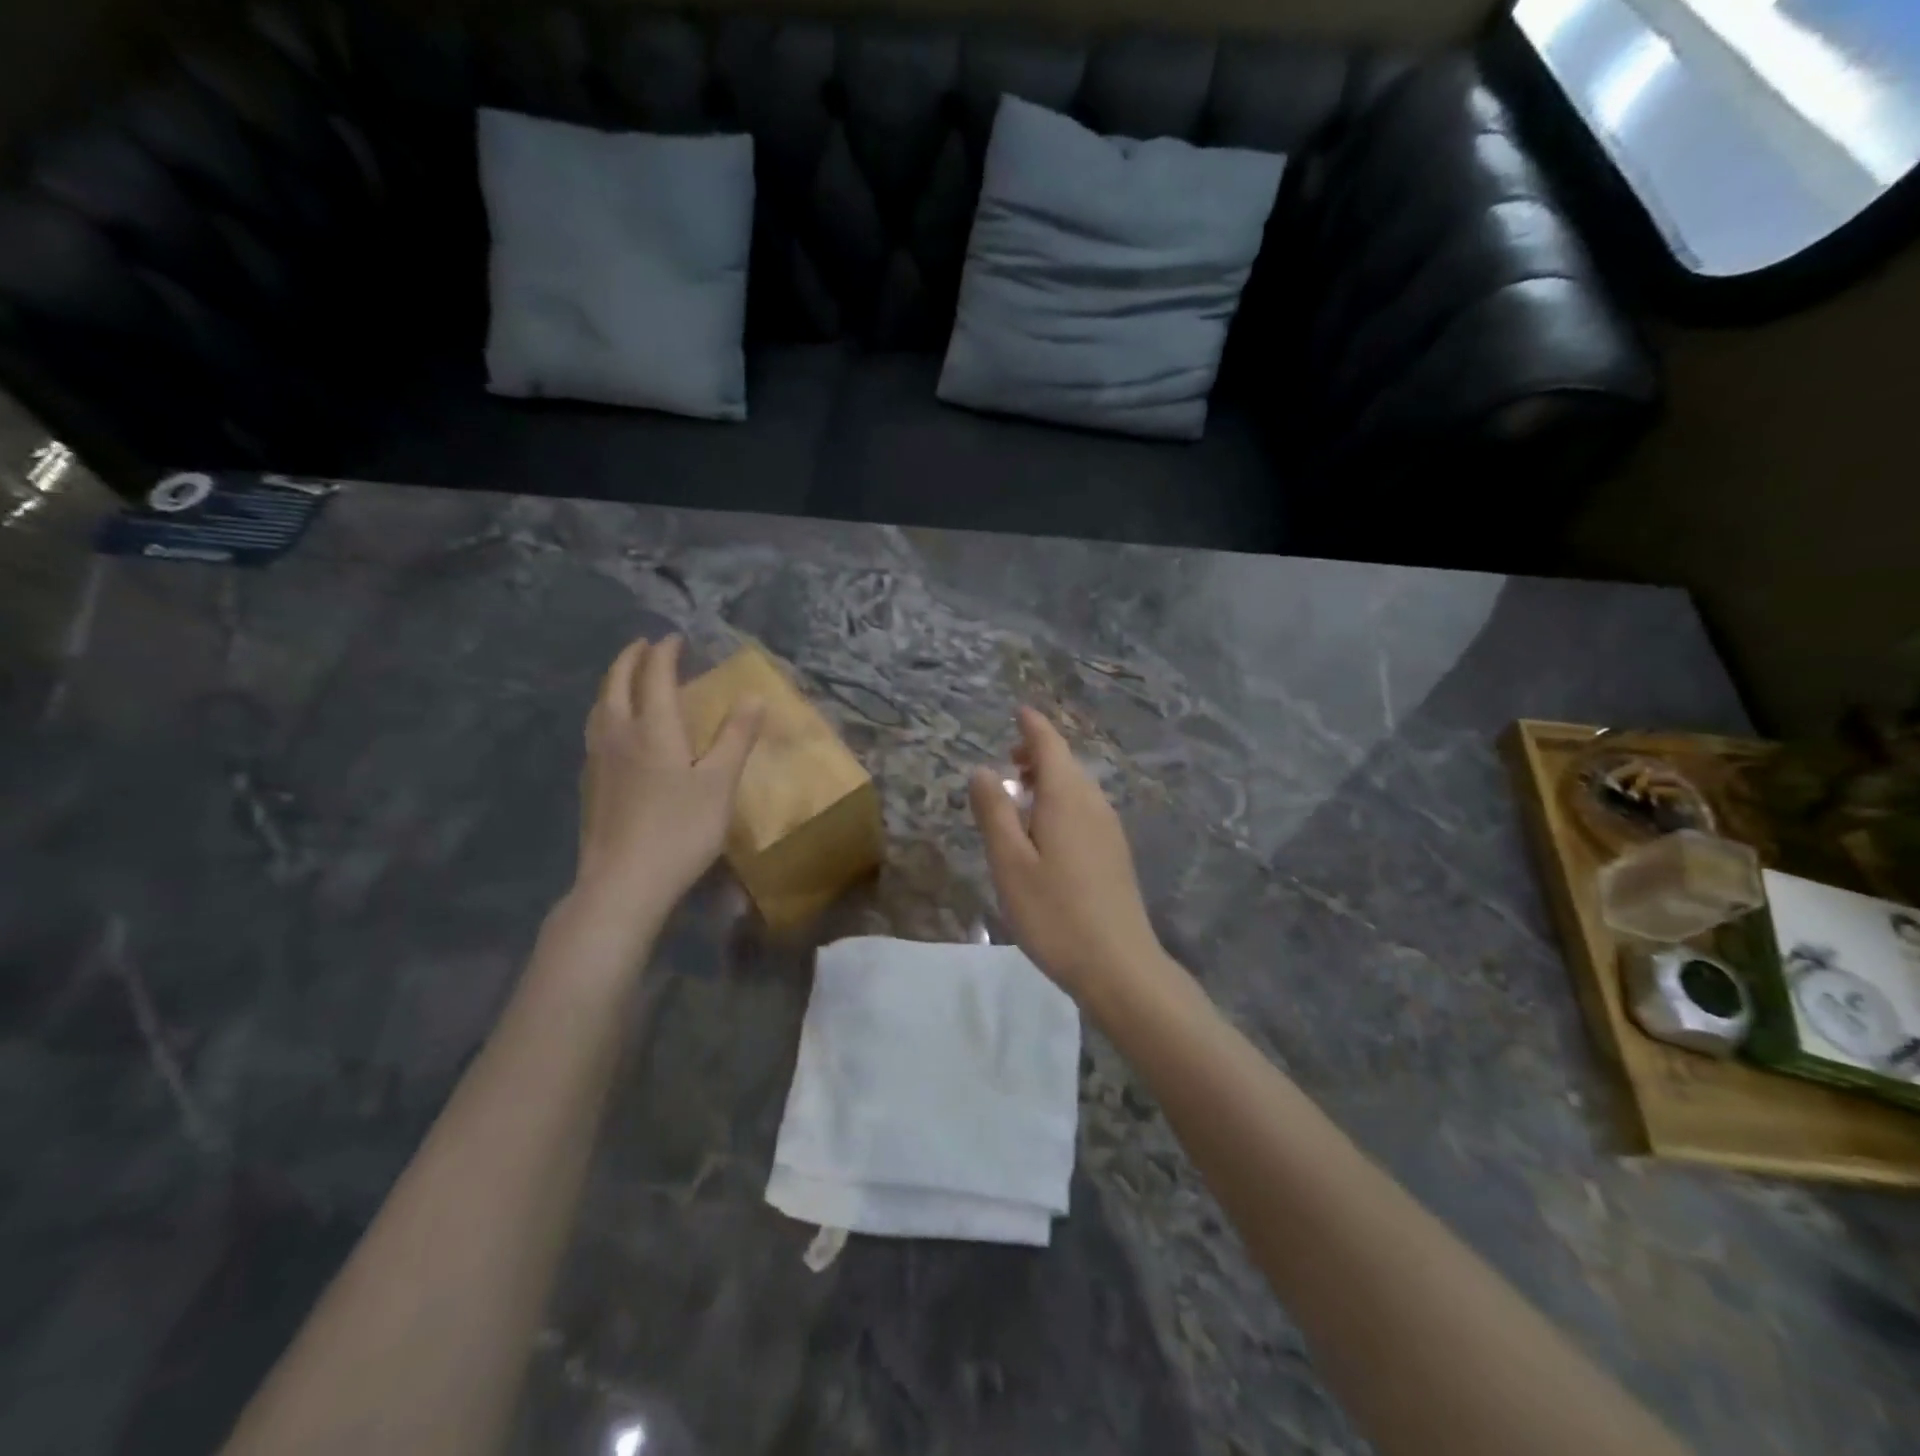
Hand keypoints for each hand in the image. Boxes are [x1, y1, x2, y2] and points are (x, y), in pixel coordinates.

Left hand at [573, 636, 763, 927]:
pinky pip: (596, 730)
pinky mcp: (590, 784)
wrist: (623, 881)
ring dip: (613, 683)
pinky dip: (607, 711)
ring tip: (625, 678)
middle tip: (645, 646)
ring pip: (600, 707)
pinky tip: (615, 730)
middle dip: (631, 659)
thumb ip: (736, 737)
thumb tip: (752, 696)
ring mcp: (599, 760)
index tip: (675, 638)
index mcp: (653, 728)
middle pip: (617, 684)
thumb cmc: (680, 830)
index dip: (665, 653)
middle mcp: (619, 734)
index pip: (655, 676)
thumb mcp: (720, 783)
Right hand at [969, 707, 1166, 1002]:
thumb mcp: (1010, 863)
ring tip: (1022, 795)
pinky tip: (1046, 832)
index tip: (1018, 711)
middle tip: (1008, 762)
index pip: (1050, 745)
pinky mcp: (1115, 854)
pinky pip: (1086, 810)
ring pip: (1078, 789)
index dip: (1032, 726)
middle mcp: (1094, 804)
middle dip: (1038, 754)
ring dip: (1050, 781)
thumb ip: (994, 812)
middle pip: (1067, 764)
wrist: (1119, 966)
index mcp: (1068, 797)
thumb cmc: (1055, 913)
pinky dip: (1062, 803)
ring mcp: (1110, 830)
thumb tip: (983, 769)